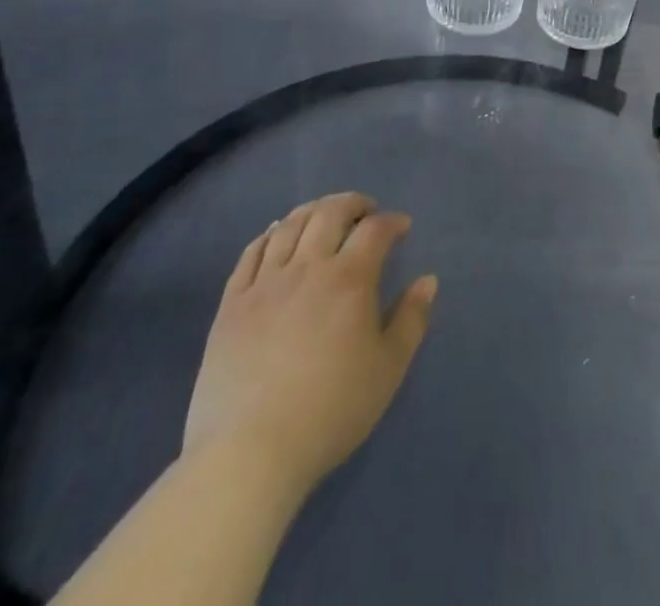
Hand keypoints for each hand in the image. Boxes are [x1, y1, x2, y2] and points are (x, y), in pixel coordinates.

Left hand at [183, 193, 437, 504]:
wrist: (249, 454)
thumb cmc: (330, 411)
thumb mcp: (388, 369)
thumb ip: (411, 319)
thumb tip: (427, 280)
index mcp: (349, 279)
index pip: (375, 229)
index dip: (392, 222)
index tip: (402, 228)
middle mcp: (308, 267)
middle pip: (330, 213)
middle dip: (353, 204)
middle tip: (365, 212)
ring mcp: (265, 283)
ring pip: (290, 225)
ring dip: (313, 211)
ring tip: (324, 217)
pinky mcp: (232, 304)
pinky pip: (251, 253)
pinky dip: (269, 235)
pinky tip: (276, 235)